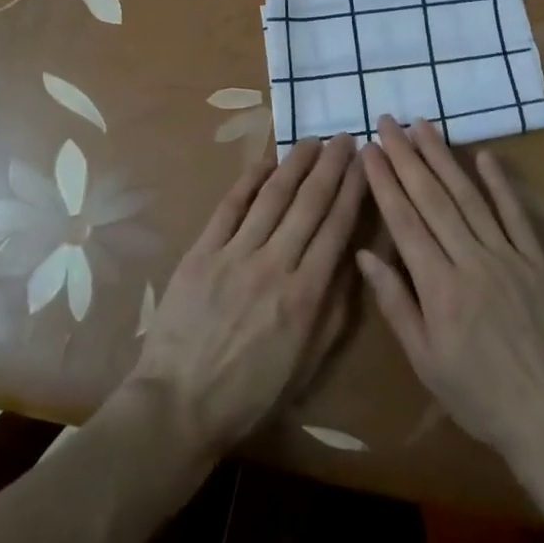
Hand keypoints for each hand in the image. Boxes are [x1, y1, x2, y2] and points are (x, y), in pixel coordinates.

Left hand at [126, 135, 364, 455]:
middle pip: (309, 203)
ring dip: (296, 164)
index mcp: (305, 295)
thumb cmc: (250, 392)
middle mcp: (275, 265)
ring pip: (273, 196)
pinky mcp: (202, 252)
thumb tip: (352, 259)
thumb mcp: (308, 363)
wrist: (179, 404)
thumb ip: (334, 310)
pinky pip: (230, 206)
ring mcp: (235, 254)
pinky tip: (266, 161)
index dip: (353, 190)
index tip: (364, 164)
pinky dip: (250, 180)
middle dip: (331, 166)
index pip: (337, 227)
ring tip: (312, 141)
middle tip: (344, 139)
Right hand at [358, 117, 543, 474]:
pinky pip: (516, 214)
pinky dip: (499, 183)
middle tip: (388, 122)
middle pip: (433, 198)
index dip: (384, 182)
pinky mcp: (536, 260)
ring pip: (469, 196)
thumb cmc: (478, 395)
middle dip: (406, 156)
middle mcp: (471, 260)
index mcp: (439, 287)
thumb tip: (366, 254)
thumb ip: (396, 303)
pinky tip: (483, 155)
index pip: (405, 221)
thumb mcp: (425, 360)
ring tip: (423, 126)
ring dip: (444, 158)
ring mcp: (508, 256)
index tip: (369, 150)